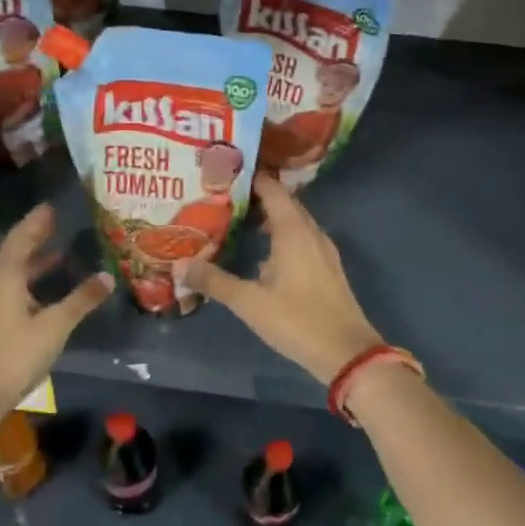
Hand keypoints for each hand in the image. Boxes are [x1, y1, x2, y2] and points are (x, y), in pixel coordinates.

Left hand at [0, 204, 111, 425]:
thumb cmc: (13, 354)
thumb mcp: (54, 326)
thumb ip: (81, 300)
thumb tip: (107, 276)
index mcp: (4, 276)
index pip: (22, 238)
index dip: (37, 222)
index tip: (52, 207)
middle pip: (14, 254)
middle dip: (36, 240)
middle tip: (58, 226)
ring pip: (11, 275)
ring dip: (33, 264)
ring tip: (58, 257)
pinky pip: (9, 291)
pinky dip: (28, 284)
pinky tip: (44, 296)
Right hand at [183, 173, 382, 383]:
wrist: (347, 352)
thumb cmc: (297, 320)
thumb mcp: (249, 302)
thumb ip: (214, 281)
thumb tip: (178, 264)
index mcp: (294, 230)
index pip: (272, 189)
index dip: (249, 178)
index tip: (223, 174)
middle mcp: (311, 232)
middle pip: (283, 203)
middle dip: (255, 196)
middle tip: (222, 197)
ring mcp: (323, 250)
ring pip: (294, 222)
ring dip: (269, 218)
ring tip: (237, 221)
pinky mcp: (327, 268)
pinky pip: (301, 239)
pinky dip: (281, 236)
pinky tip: (262, 254)